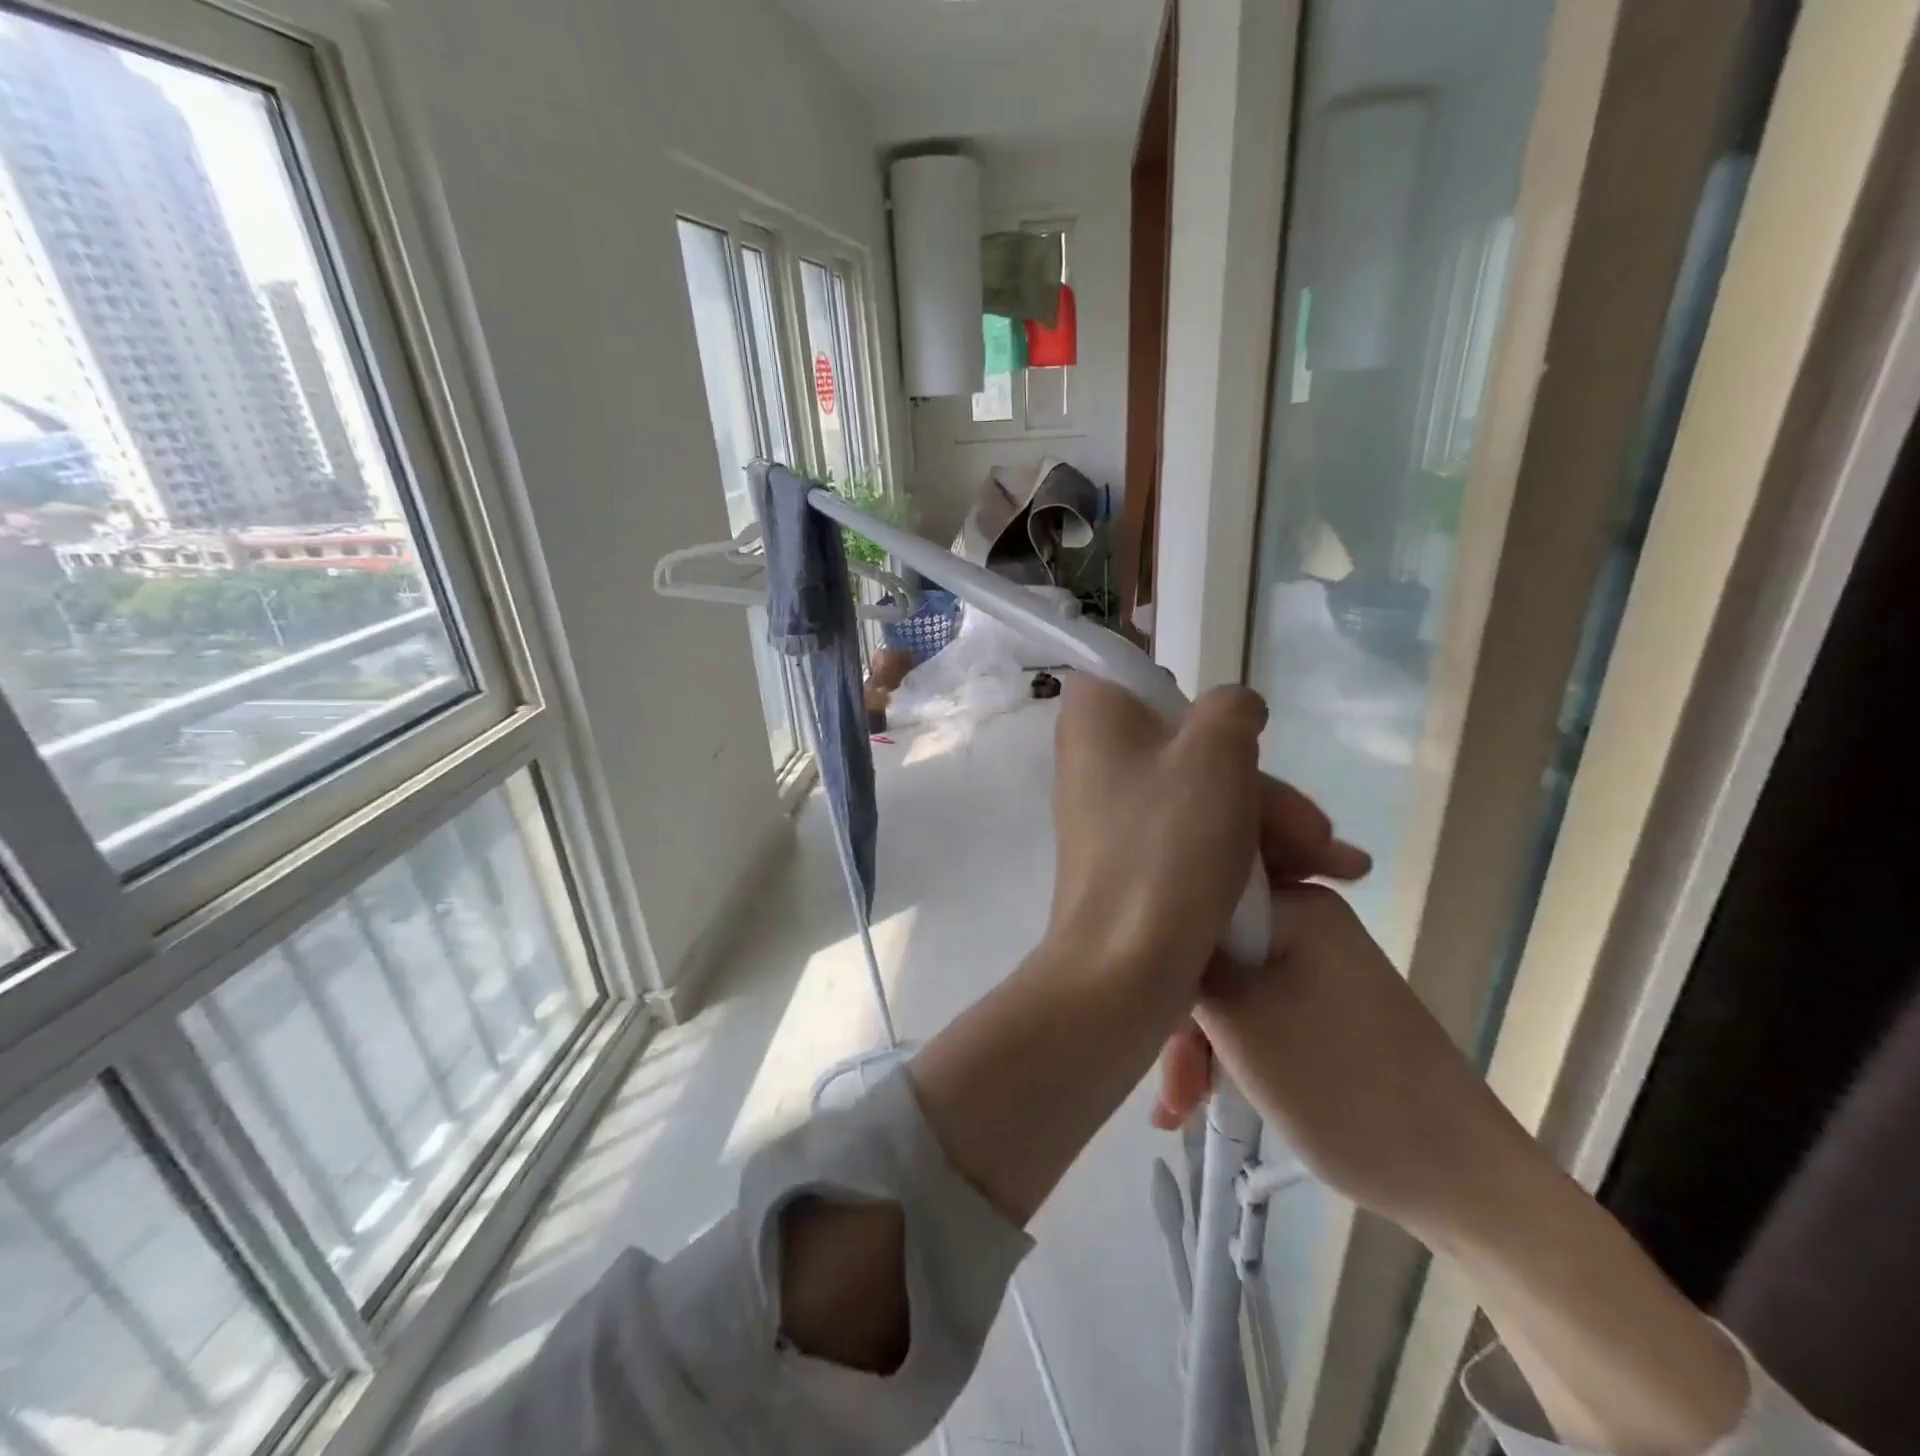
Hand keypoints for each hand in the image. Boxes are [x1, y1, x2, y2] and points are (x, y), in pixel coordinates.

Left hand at [1048, 675, 1366, 996]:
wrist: (1125, 966)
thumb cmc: (1166, 846)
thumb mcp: (1215, 754)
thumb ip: (1231, 709)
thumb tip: (1234, 709)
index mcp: (1096, 716)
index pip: (1131, 670)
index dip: (1186, 694)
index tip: (1227, 730)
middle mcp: (1097, 756)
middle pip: (1190, 744)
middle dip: (1262, 787)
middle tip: (1315, 832)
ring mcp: (1115, 811)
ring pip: (1203, 794)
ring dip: (1271, 825)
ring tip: (1336, 868)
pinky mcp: (1134, 858)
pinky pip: (1192, 834)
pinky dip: (1244, 851)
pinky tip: (1312, 880)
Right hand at [1154, 882, 1528, 1235]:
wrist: (1461, 1183)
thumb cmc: (1342, 1088)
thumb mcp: (1240, 1021)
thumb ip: (1187, 965)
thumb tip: (1151, 925)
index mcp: (1298, 905)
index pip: (1200, 901)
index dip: (1162, 952)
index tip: (1142, 1010)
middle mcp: (1309, 921)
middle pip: (1212, 952)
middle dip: (1181, 1017)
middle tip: (1170, 1086)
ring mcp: (1320, 965)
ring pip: (1230, 988)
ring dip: (1199, 1044)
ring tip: (1178, 1108)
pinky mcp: (1326, 1006)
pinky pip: (1258, 1011)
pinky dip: (1229, 1051)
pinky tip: (1203, 1098)